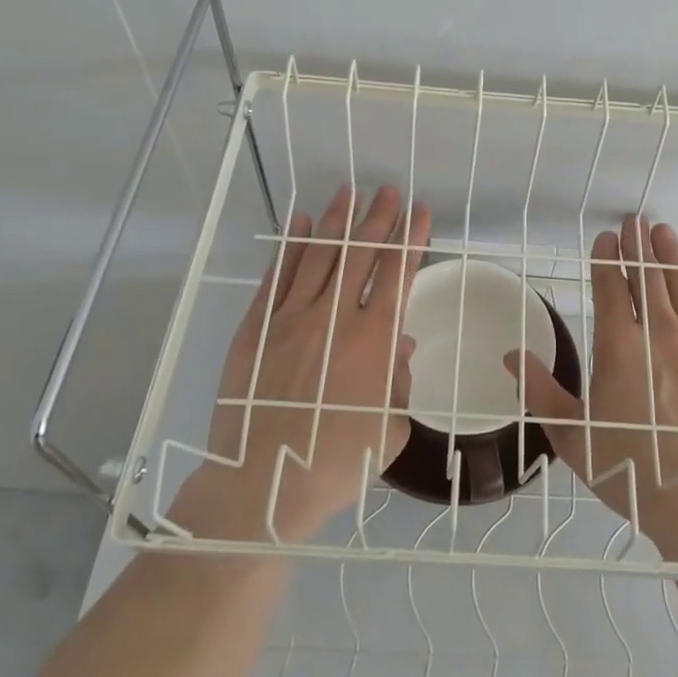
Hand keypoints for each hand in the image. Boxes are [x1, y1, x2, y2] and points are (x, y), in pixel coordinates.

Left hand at [172, 184, 431, 542]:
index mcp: (373, 340)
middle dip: (378, 217)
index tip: (421, 212)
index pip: (398, 274)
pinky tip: (301, 223)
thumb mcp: (389, 430)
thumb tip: (399, 346)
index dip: (412, 239)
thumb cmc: (336, 464)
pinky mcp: (256, 328)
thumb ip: (398, 382)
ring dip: (337, 221)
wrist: (262, 486)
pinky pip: (277, 277)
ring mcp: (290, 318)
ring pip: (319, 255)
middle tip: (389, 190)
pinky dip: (292, 247)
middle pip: (360, 253)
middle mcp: (333, 317)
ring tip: (349, 190)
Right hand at [507, 215, 677, 564]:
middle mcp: (659, 335)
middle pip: (648, 278)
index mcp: (619, 348)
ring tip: (662, 232)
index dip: (607, 259)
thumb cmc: (630, 468)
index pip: (611, 288)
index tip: (606, 239)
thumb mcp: (571, 436)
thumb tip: (512, 355)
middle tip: (635, 221)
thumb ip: (540, 391)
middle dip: (639, 246)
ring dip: (669, 256)